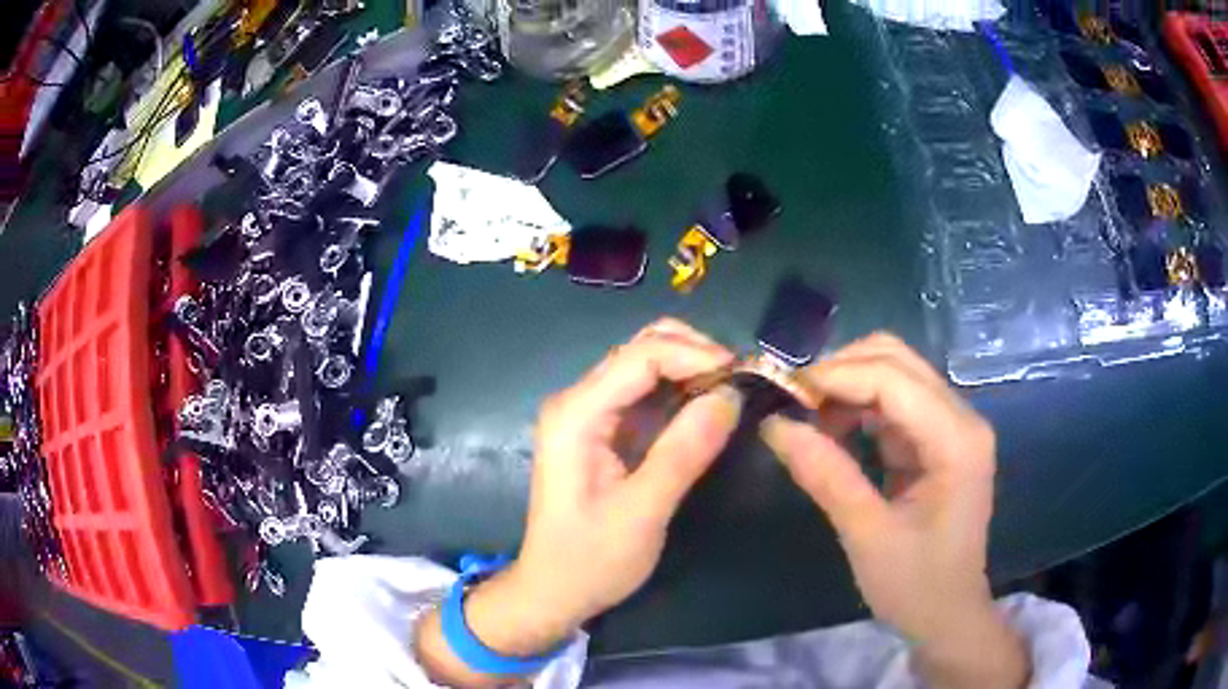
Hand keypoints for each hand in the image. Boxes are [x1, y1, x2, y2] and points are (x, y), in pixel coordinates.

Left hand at [417, 319, 740, 685]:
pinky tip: (709, 408)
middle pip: (642, 348)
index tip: (742, 376)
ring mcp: (589, 413)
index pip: (641, 355)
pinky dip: (681, 392)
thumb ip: (684, 452)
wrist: (553, 591)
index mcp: (576, 415)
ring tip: (733, 392)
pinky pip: (646, 393)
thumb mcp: (642, 512)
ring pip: (646, 365)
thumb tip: (731, 396)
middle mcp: (577, 401)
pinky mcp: (603, 430)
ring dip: (692, 370)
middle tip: (740, 382)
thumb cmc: (590, 560)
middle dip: (695, 354)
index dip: (695, 355)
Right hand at [761, 333, 1027, 688]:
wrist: (948, 615)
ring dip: (848, 386)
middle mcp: (961, 418)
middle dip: (841, 371)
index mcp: (957, 440)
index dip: (836, 376)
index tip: (783, 393)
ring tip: (809, 420)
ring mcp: (951, 426)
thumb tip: (774, 425)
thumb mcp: (867, 536)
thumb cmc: (916, 585)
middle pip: (897, 360)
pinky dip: (858, 406)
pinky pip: (894, 402)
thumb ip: (826, 476)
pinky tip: (833, 432)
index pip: (893, 379)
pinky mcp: (937, 439)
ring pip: (894, 373)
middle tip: (794, 403)